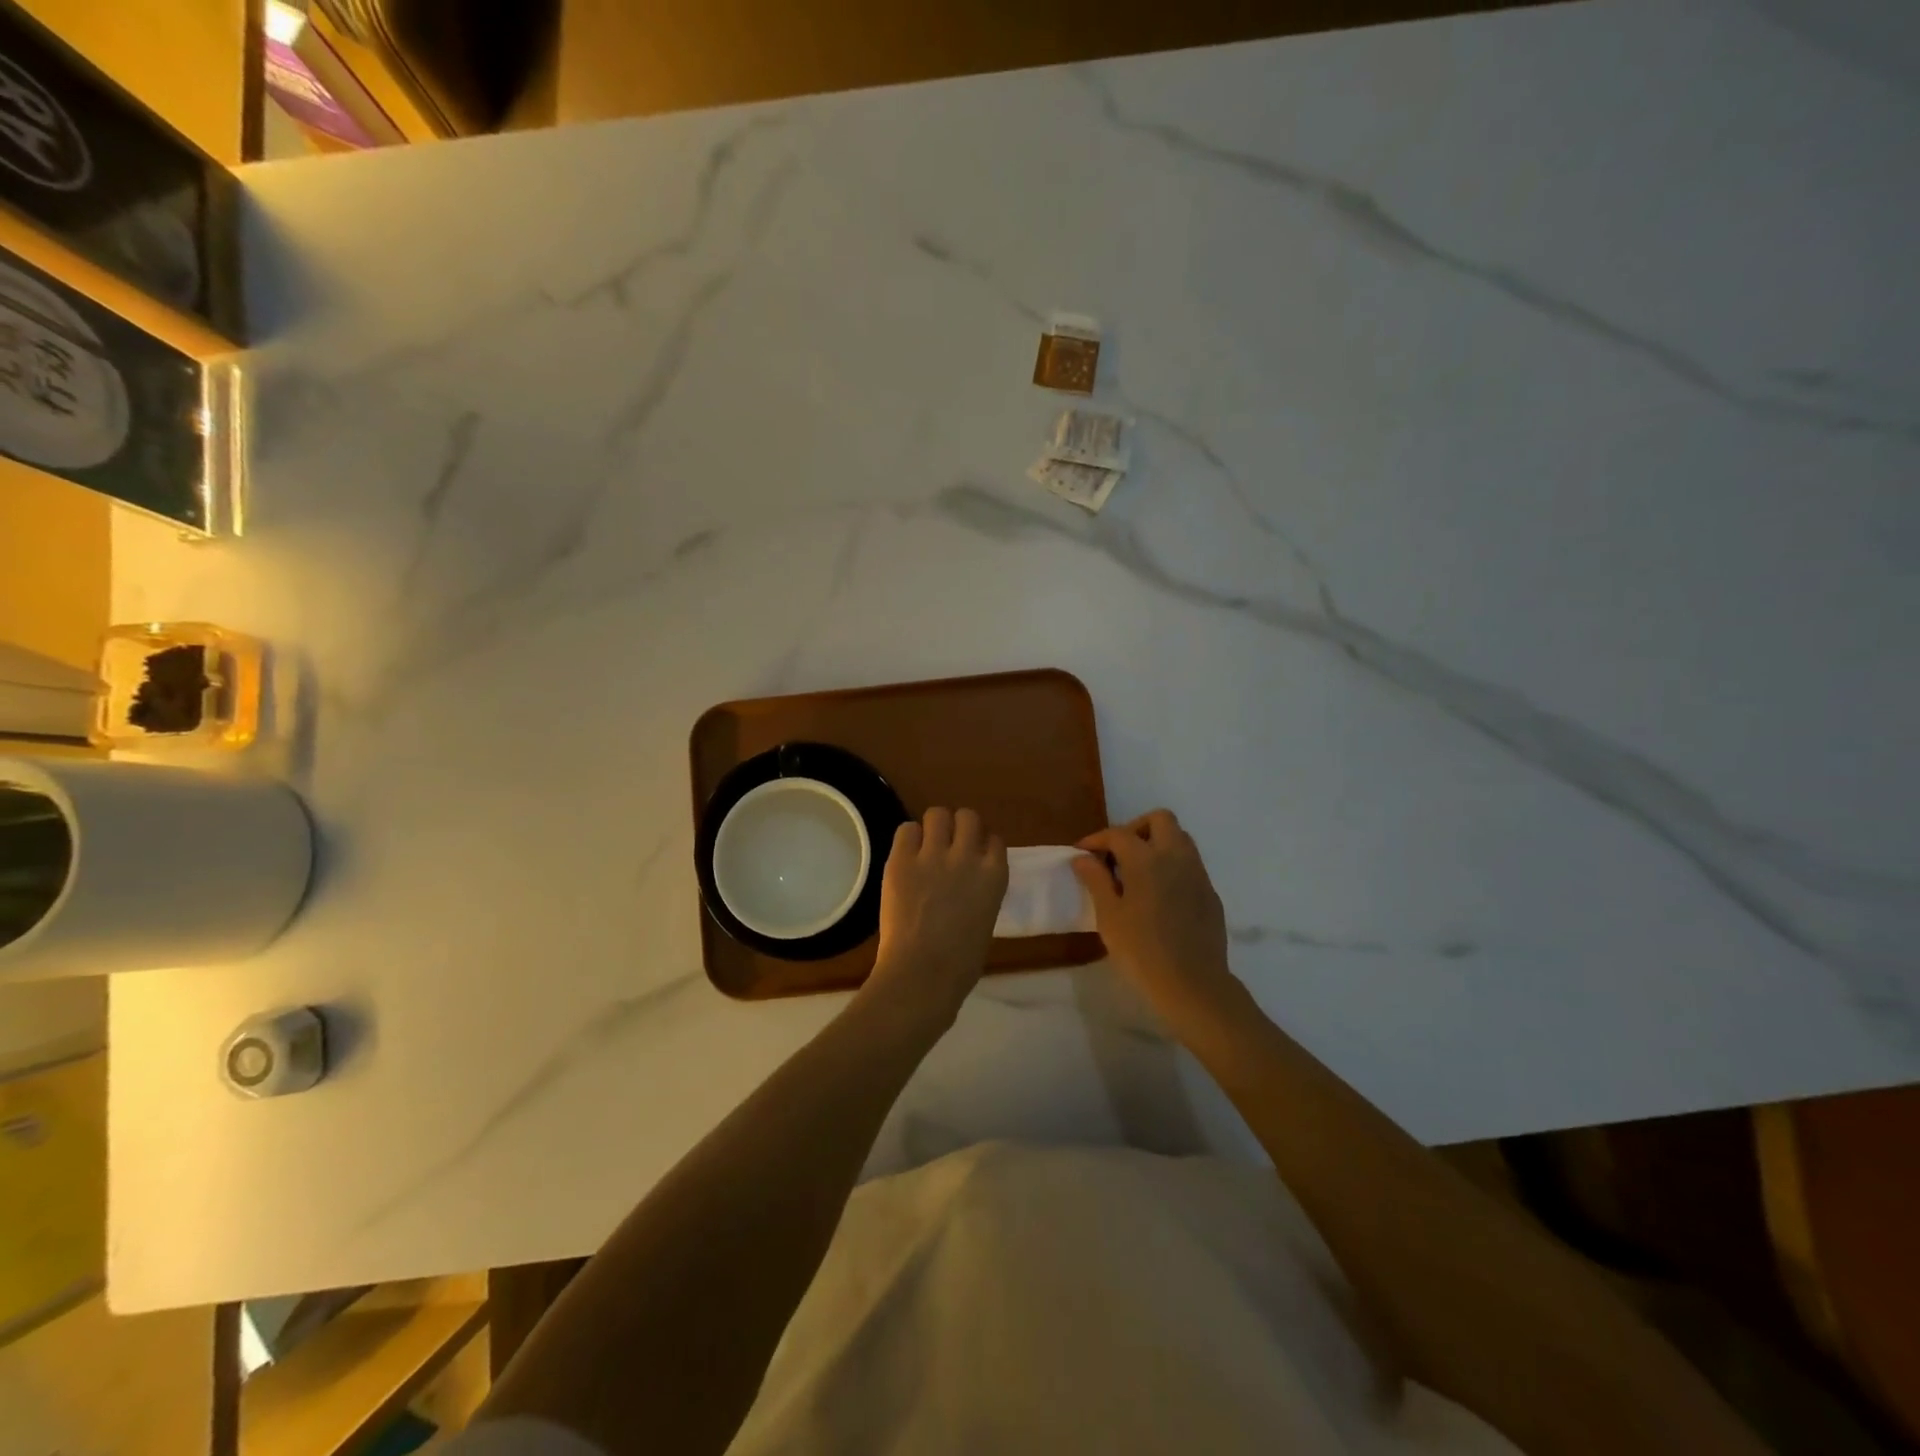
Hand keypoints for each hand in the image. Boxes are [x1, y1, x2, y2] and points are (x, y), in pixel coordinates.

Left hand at [865, 807, 1008, 1027]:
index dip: (982, 845)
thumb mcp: (986, 919)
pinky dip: (908, 839)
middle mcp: (967, 856)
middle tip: (948, 845)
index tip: (974, 856)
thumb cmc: (961, 963)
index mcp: (995, 875)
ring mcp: (933, 855)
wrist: (923, 973)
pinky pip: (906, 829)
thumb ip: (981, 893)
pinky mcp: (901, 859)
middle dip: (959, 827)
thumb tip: (966, 886)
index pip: (994, 840)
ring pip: (937, 814)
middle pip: (967, 817)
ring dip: (933, 827)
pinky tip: (907, 856)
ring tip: (925, 846)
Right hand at [1073, 810, 1238, 1026]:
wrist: (1193, 985)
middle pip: (1160, 819)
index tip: (1082, 852)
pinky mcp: (1210, 894)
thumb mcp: (1109, 916)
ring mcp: (1198, 874)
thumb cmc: (1141, 950)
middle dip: (1136, 828)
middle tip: (1117, 854)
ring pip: (1180, 838)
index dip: (1097, 839)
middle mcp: (1176, 857)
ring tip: (1137, 872)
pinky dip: (1172, 866)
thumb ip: (1096, 880)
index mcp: (1147, 859)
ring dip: (1157, 843)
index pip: (1118, 834)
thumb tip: (1083, 858)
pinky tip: (1159, 895)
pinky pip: (1190, 865)